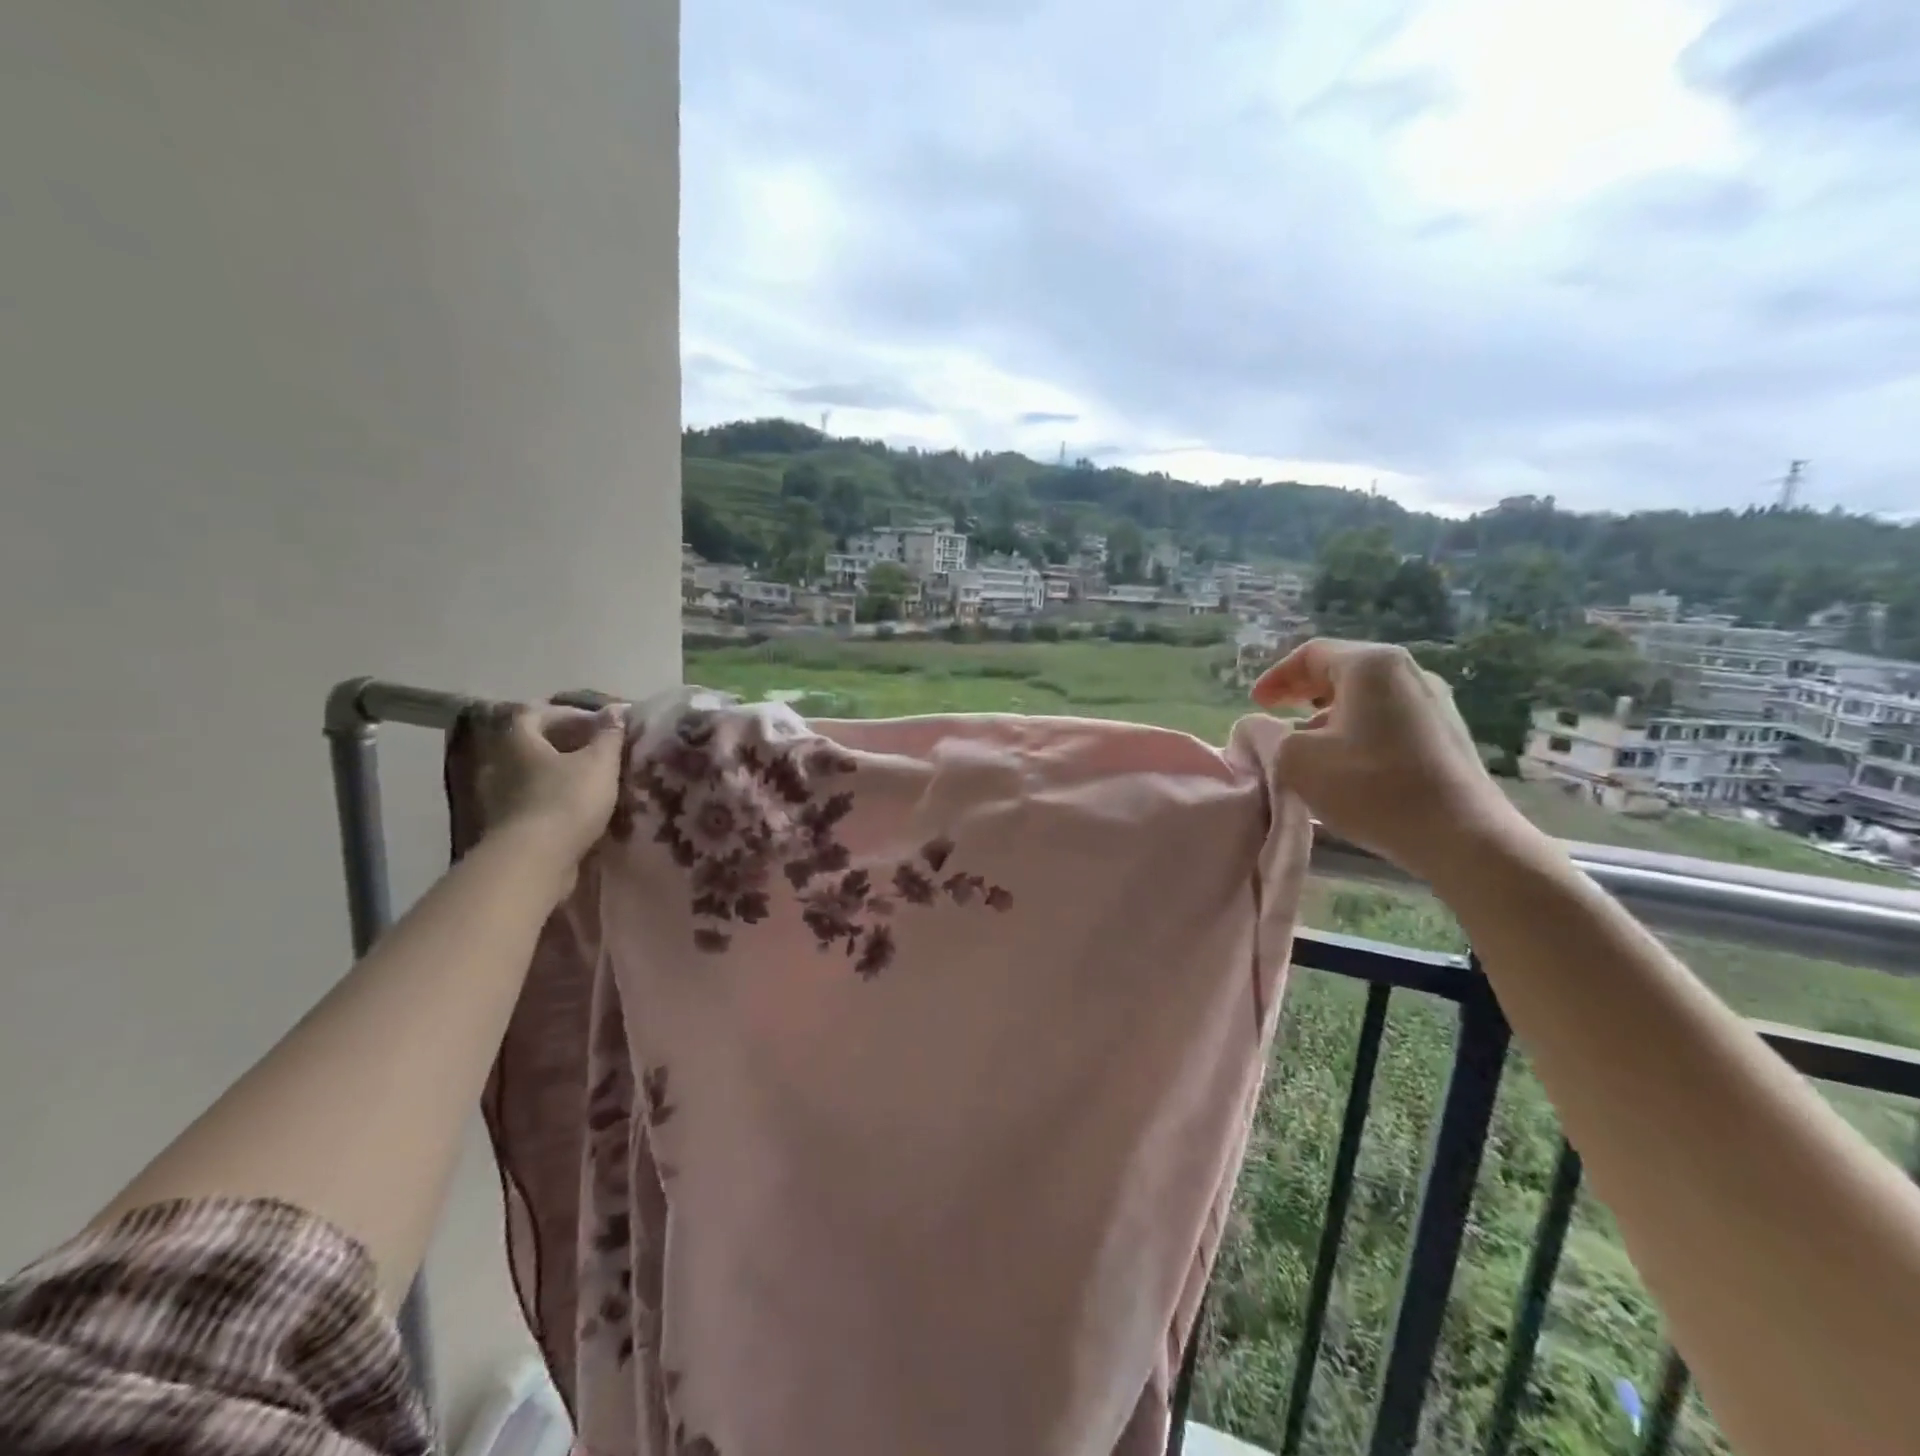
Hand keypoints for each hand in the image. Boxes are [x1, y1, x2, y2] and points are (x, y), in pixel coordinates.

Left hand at [477, 702, 628, 892]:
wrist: (536, 860)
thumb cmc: (567, 800)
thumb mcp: (600, 763)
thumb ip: (609, 734)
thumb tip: (616, 708)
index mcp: (520, 741)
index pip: (536, 712)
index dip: (568, 713)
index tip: (599, 724)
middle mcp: (502, 764)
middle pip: (535, 744)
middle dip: (568, 744)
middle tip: (602, 751)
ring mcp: (501, 797)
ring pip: (535, 774)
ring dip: (562, 774)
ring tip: (595, 781)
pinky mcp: (509, 825)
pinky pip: (535, 801)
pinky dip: (556, 799)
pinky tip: (582, 808)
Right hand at [1251, 639, 1534, 884]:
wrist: (1461, 835)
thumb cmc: (1372, 787)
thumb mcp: (1297, 761)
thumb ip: (1272, 737)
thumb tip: (1270, 730)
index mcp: (1371, 666)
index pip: (1311, 654)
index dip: (1276, 677)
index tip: (1256, 704)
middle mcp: (1408, 672)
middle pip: (1342, 670)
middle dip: (1303, 691)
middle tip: (1277, 714)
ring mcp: (1435, 702)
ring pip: (1367, 696)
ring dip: (1330, 713)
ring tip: (1308, 743)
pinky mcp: (1448, 733)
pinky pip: (1390, 717)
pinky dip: (1358, 728)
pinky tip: (1347, 761)